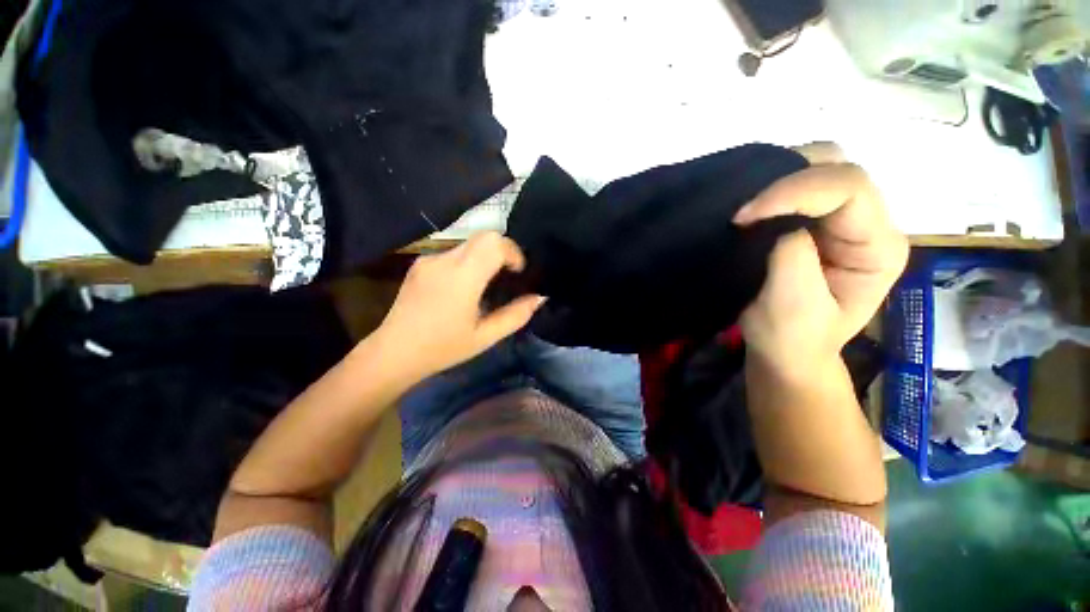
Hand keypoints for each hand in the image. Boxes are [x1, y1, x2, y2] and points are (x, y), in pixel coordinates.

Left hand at [373, 231, 545, 381]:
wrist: (393, 352)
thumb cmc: (443, 348)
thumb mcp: (486, 337)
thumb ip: (516, 315)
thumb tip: (539, 297)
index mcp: (462, 278)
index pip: (493, 242)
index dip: (513, 252)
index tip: (517, 273)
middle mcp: (444, 260)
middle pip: (483, 236)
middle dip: (502, 251)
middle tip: (508, 275)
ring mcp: (429, 259)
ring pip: (469, 243)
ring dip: (485, 256)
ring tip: (486, 284)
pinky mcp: (420, 263)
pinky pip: (454, 252)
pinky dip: (468, 262)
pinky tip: (464, 287)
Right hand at [735, 143, 908, 368]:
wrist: (785, 352)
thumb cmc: (790, 338)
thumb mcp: (792, 305)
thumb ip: (792, 256)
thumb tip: (776, 219)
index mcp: (878, 247)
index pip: (849, 189)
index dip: (794, 191)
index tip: (744, 216)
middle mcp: (870, 224)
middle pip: (840, 167)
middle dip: (789, 175)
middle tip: (746, 205)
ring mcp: (844, 221)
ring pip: (821, 168)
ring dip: (779, 177)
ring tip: (748, 203)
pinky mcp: (818, 224)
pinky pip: (800, 187)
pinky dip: (773, 187)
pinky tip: (754, 205)